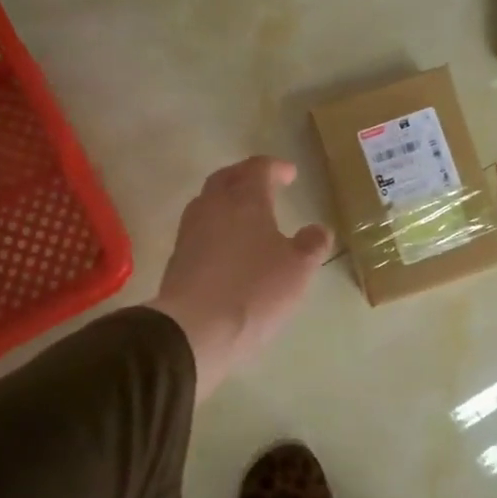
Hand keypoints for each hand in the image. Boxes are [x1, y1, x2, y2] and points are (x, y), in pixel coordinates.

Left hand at [152, 157, 332, 399]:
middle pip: (227, 178)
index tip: (290, 174)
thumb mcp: (298, 269)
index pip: (258, 168)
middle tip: (265, 185)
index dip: (276, 168)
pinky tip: (229, 245)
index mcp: (245, 200)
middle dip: (246, 177)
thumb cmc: (254, 291)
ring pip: (209, 202)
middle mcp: (213, 206)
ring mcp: (190, 231)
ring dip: (228, 201)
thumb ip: (312, 244)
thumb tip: (319, 229)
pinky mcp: (177, 257)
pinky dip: (217, 226)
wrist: (193, 329)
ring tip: (246, 214)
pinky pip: (200, 228)